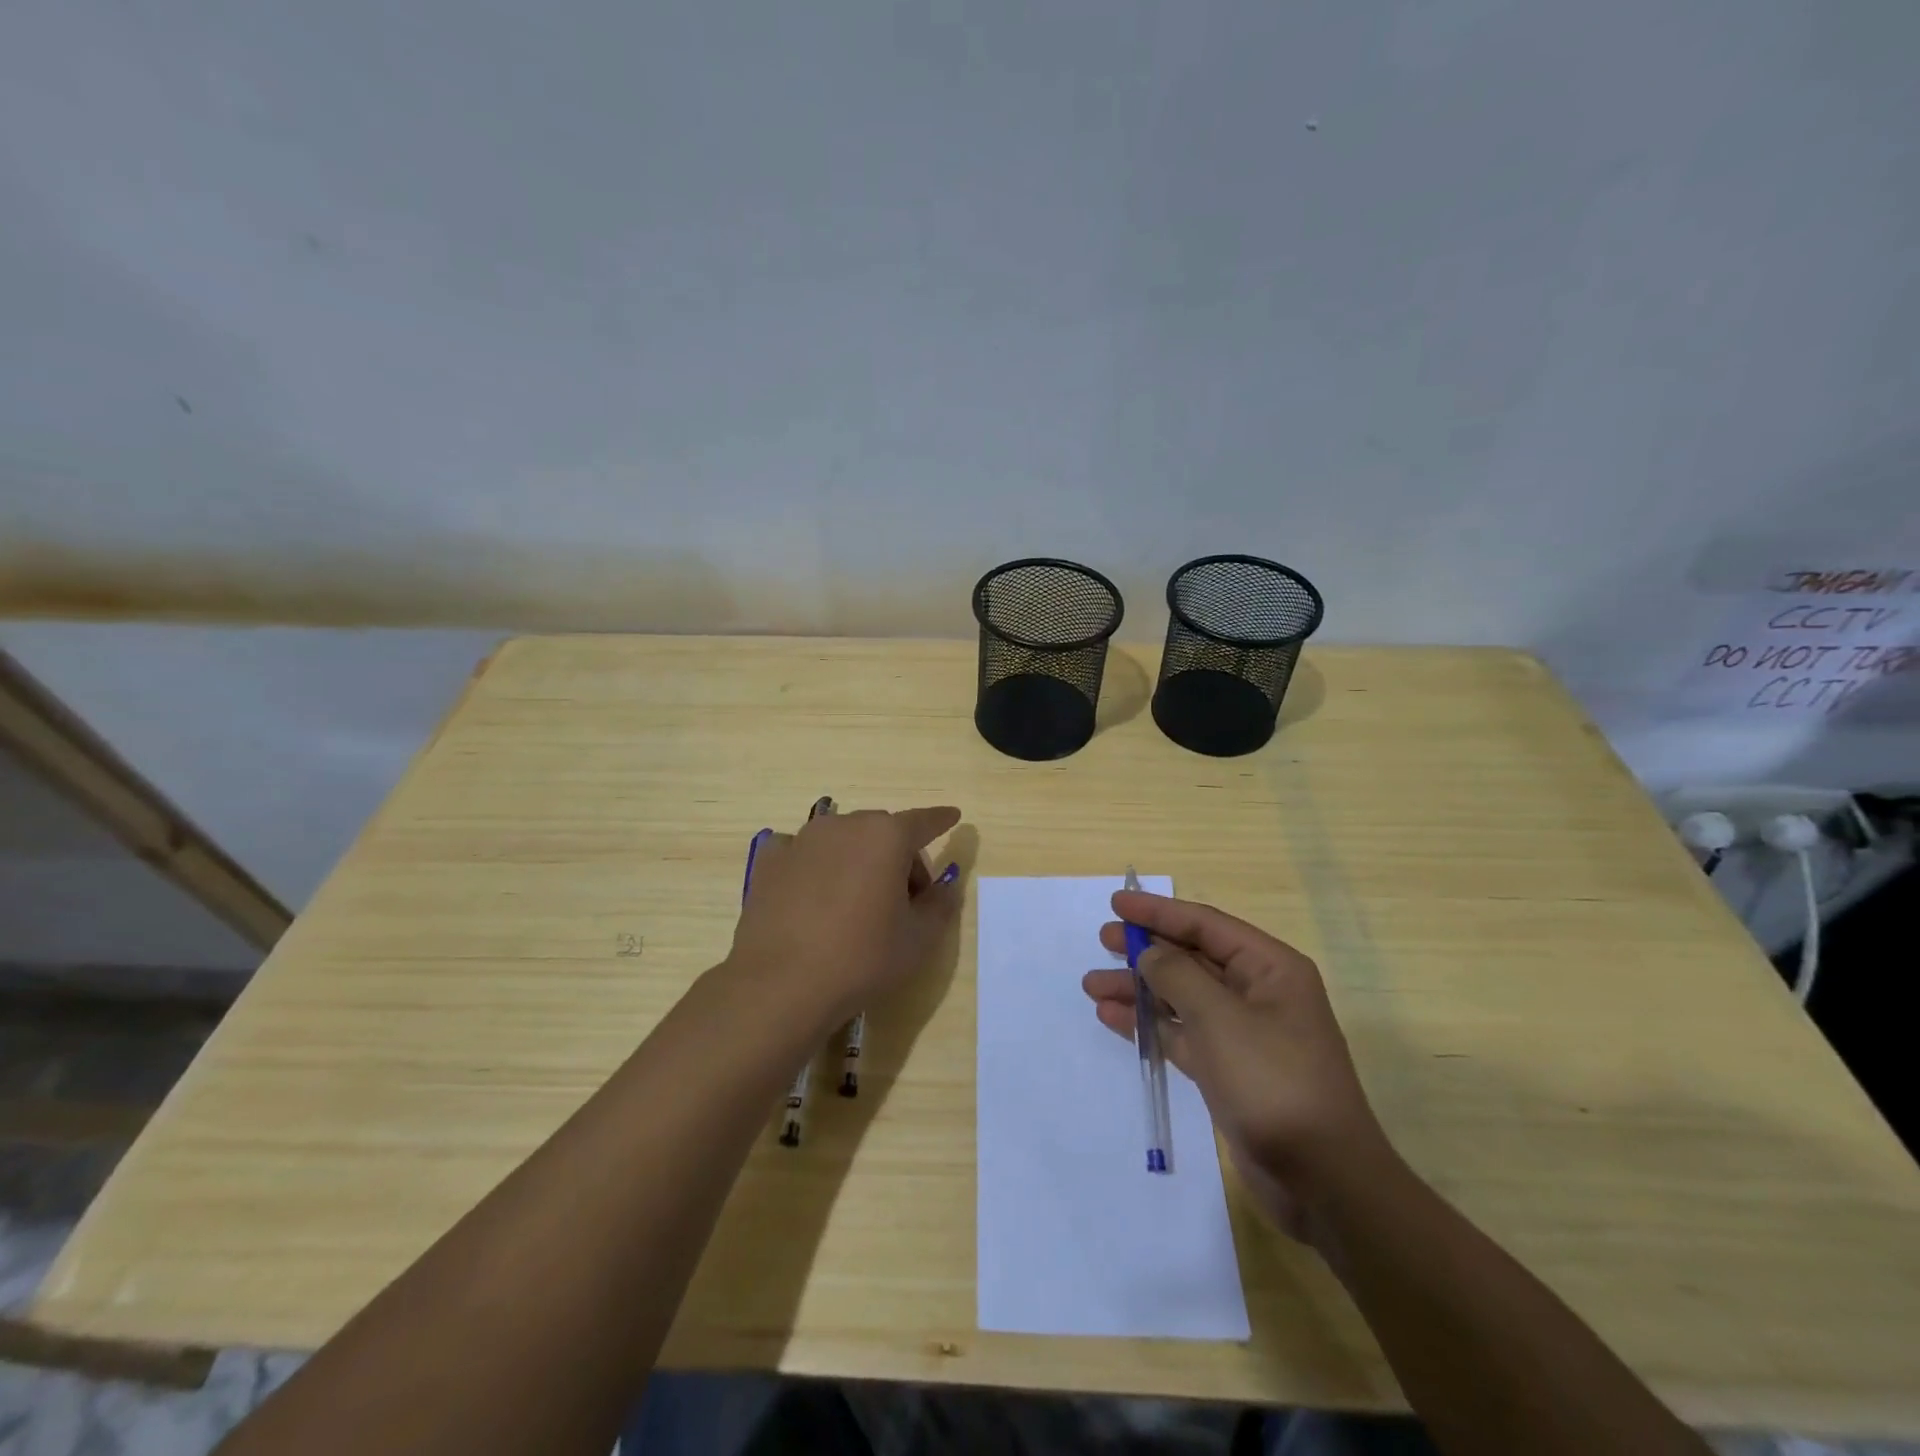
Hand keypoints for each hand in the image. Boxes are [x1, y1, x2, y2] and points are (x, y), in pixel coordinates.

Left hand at [728, 805, 962, 1030]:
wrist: (780, 985)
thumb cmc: (861, 959)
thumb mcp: (918, 940)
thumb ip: (940, 905)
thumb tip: (945, 886)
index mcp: (886, 837)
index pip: (923, 821)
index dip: (940, 820)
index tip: (953, 816)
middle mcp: (844, 825)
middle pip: (882, 833)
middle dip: (898, 858)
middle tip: (902, 902)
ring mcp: (802, 840)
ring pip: (842, 840)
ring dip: (857, 860)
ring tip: (853, 904)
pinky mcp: (769, 860)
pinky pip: (802, 853)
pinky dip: (814, 865)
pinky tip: (811, 896)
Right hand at [1083, 891, 1388, 1244]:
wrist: (1322, 1180)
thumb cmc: (1273, 1082)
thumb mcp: (1220, 1019)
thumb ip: (1177, 976)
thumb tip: (1148, 953)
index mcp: (1269, 968)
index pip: (1206, 925)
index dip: (1159, 911)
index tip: (1117, 903)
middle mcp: (1258, 992)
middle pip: (1192, 957)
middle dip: (1146, 948)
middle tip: (1103, 939)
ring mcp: (1243, 1033)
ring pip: (1182, 996)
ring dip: (1139, 988)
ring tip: (1092, 985)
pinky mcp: (1228, 1069)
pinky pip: (1182, 1032)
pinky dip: (1149, 1023)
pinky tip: (1112, 1017)